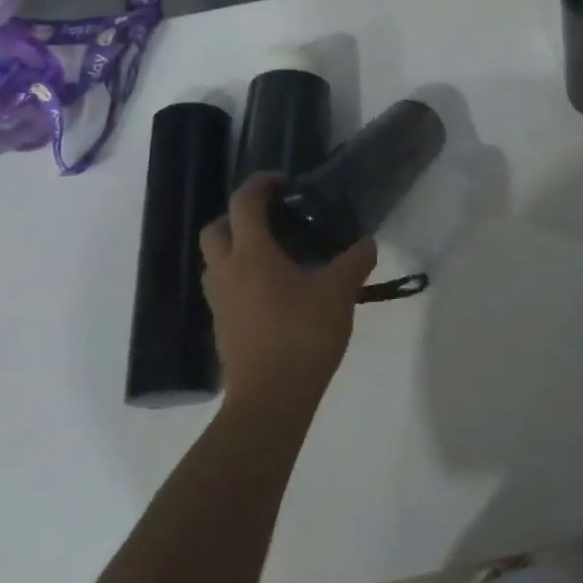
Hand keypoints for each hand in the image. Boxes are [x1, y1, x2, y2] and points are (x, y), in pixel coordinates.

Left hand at [200, 174, 377, 411]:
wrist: (270, 399)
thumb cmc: (302, 334)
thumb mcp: (340, 291)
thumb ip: (355, 260)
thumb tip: (367, 243)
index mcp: (251, 253)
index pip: (244, 202)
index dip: (261, 183)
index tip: (285, 182)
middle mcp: (227, 271)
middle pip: (216, 229)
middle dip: (238, 216)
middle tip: (272, 221)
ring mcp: (220, 302)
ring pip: (215, 261)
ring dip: (236, 249)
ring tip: (274, 256)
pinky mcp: (222, 328)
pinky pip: (225, 289)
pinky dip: (241, 279)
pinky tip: (274, 293)